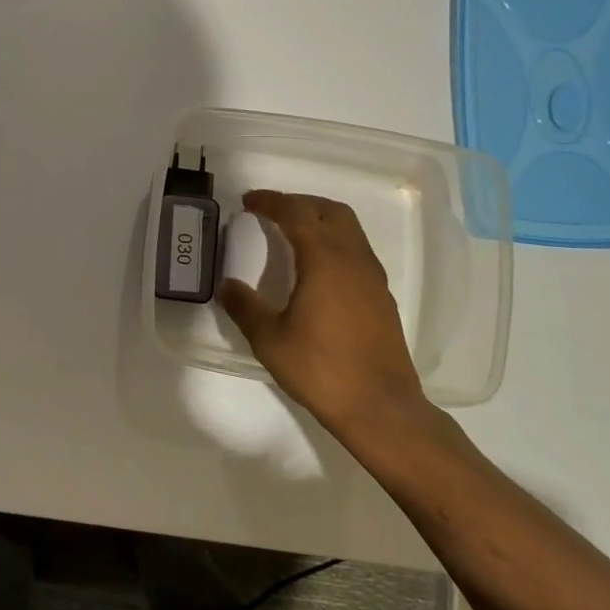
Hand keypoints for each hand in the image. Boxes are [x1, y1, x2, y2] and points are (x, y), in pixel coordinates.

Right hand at [217, 190, 439, 463]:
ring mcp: (373, 278)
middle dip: (299, 203)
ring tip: (291, 234)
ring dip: (319, 221)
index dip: (271, 202)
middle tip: (271, 212)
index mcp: (325, 259)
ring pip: (349, 229)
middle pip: (330, 211)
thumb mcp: (270, 339)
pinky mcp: (382, 297)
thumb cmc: (321, 369)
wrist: (381, 408)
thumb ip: (245, 307)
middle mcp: (354, 259)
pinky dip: (333, 242)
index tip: (248, 201)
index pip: (296, 213)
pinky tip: (316, 269)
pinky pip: (357, 251)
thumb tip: (227, 286)